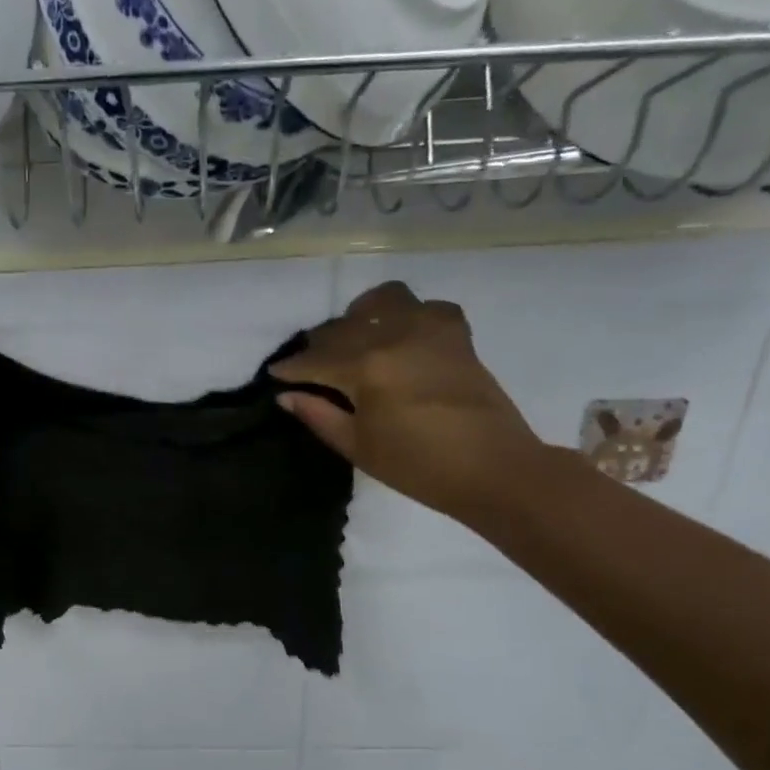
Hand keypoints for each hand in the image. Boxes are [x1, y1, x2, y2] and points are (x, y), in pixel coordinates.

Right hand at [269, 281, 545, 521]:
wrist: (493, 469)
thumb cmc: (418, 467)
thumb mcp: (358, 447)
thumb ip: (319, 415)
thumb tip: (287, 395)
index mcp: (365, 368)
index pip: (315, 360)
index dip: (291, 368)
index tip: (276, 373)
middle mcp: (393, 336)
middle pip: (342, 328)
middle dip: (320, 346)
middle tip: (311, 367)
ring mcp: (429, 330)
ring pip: (383, 300)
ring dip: (361, 314)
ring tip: (355, 335)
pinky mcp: (456, 334)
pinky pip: (426, 307)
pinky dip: (409, 314)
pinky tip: (402, 335)